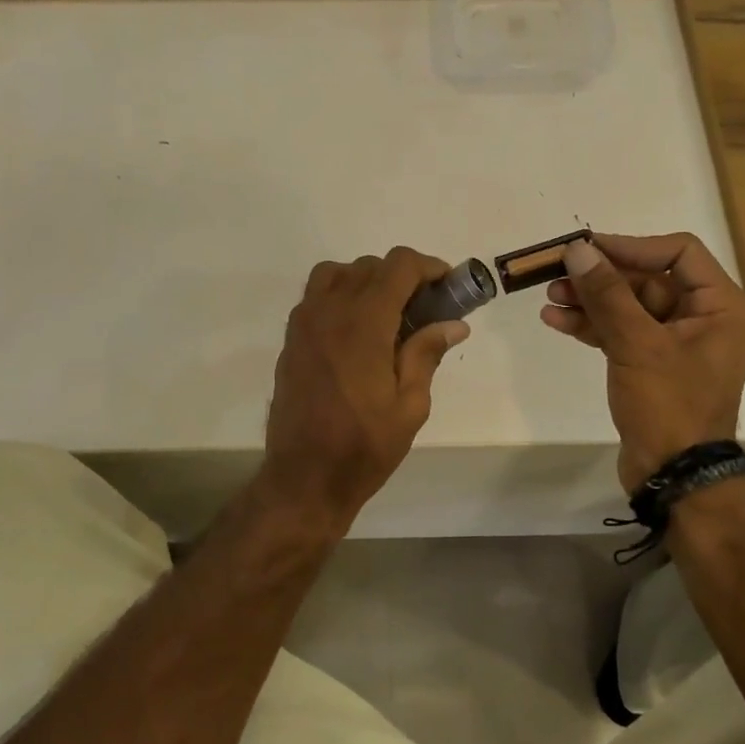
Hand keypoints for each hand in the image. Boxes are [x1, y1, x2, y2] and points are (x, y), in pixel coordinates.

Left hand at [259, 248, 468, 533]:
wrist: (304, 478)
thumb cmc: (364, 446)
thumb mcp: (410, 406)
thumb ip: (427, 355)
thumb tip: (453, 324)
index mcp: (364, 324)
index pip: (398, 266)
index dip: (428, 267)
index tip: (447, 285)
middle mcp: (329, 312)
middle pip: (369, 266)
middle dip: (402, 276)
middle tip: (424, 308)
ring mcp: (304, 324)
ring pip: (336, 273)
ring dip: (366, 280)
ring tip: (387, 313)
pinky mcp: (291, 340)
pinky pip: (316, 297)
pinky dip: (340, 296)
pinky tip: (357, 332)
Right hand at [540, 233, 744, 492]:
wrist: (673, 474)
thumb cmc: (669, 405)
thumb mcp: (637, 344)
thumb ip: (607, 294)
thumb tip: (578, 250)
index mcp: (719, 305)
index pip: (677, 252)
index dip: (630, 246)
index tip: (586, 248)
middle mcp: (701, 317)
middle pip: (647, 279)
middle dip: (601, 277)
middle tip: (557, 273)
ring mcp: (674, 343)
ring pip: (628, 306)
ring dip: (590, 301)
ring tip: (549, 299)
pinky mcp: (650, 364)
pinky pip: (620, 332)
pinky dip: (592, 326)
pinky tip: (557, 321)